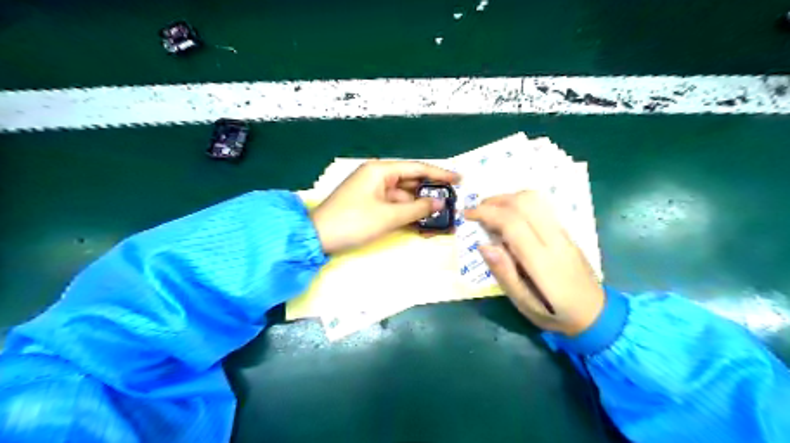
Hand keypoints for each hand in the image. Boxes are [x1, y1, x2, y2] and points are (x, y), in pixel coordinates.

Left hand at [309, 162, 457, 253]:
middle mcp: (378, 176)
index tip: (460, 178)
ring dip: (420, 205)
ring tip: (442, 215)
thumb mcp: (388, 216)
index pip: (417, 168)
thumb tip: (440, 203)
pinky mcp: (370, 204)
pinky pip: (394, 205)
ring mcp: (373, 190)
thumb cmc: (353, 222)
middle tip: (453, 201)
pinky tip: (422, 221)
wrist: (318, 238)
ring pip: (404, 195)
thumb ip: (417, 208)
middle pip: (411, 181)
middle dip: (431, 192)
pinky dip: (407, 212)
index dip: (440, 173)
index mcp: (380, 170)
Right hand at [468, 191, 606, 334]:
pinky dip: (520, 202)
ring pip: (535, 199)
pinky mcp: (566, 231)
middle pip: (524, 203)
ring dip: (508, 198)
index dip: (486, 213)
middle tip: (476, 210)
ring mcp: (563, 233)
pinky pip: (542, 206)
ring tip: (490, 209)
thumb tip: (483, 245)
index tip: (467, 214)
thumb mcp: (524, 304)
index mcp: (542, 261)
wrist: (596, 314)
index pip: (512, 222)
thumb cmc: (555, 314)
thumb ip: (504, 273)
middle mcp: (555, 240)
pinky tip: (509, 213)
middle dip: (495, 200)